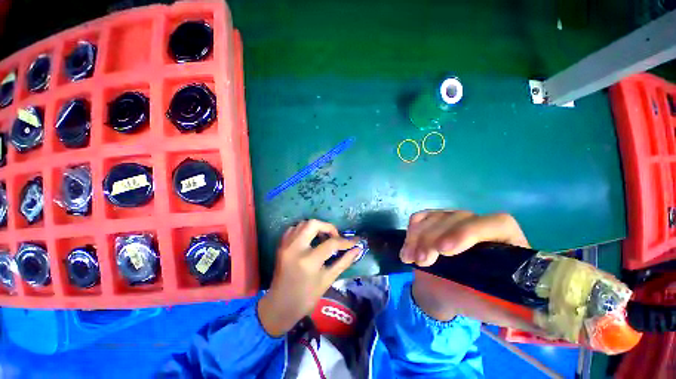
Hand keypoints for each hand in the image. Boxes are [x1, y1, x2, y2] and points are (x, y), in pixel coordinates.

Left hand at [257, 220, 360, 336]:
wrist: (279, 306)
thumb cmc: (306, 297)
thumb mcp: (327, 280)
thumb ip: (344, 262)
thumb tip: (357, 249)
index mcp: (309, 261)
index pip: (331, 243)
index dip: (346, 241)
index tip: (355, 241)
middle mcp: (295, 248)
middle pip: (314, 224)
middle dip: (328, 227)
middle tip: (335, 237)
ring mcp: (286, 245)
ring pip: (303, 223)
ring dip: (316, 227)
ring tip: (323, 238)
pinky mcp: (281, 245)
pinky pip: (294, 229)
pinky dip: (304, 230)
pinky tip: (310, 239)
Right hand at [401, 210, 529, 321]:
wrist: (442, 291)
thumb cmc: (474, 300)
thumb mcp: (500, 311)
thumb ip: (526, 314)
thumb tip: (557, 319)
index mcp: (505, 243)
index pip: (497, 222)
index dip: (470, 231)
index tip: (446, 250)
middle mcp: (479, 226)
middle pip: (458, 217)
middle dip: (435, 238)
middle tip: (423, 261)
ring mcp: (452, 220)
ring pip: (435, 216)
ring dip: (419, 238)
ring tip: (412, 260)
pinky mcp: (432, 221)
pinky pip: (419, 218)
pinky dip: (410, 234)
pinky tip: (407, 251)